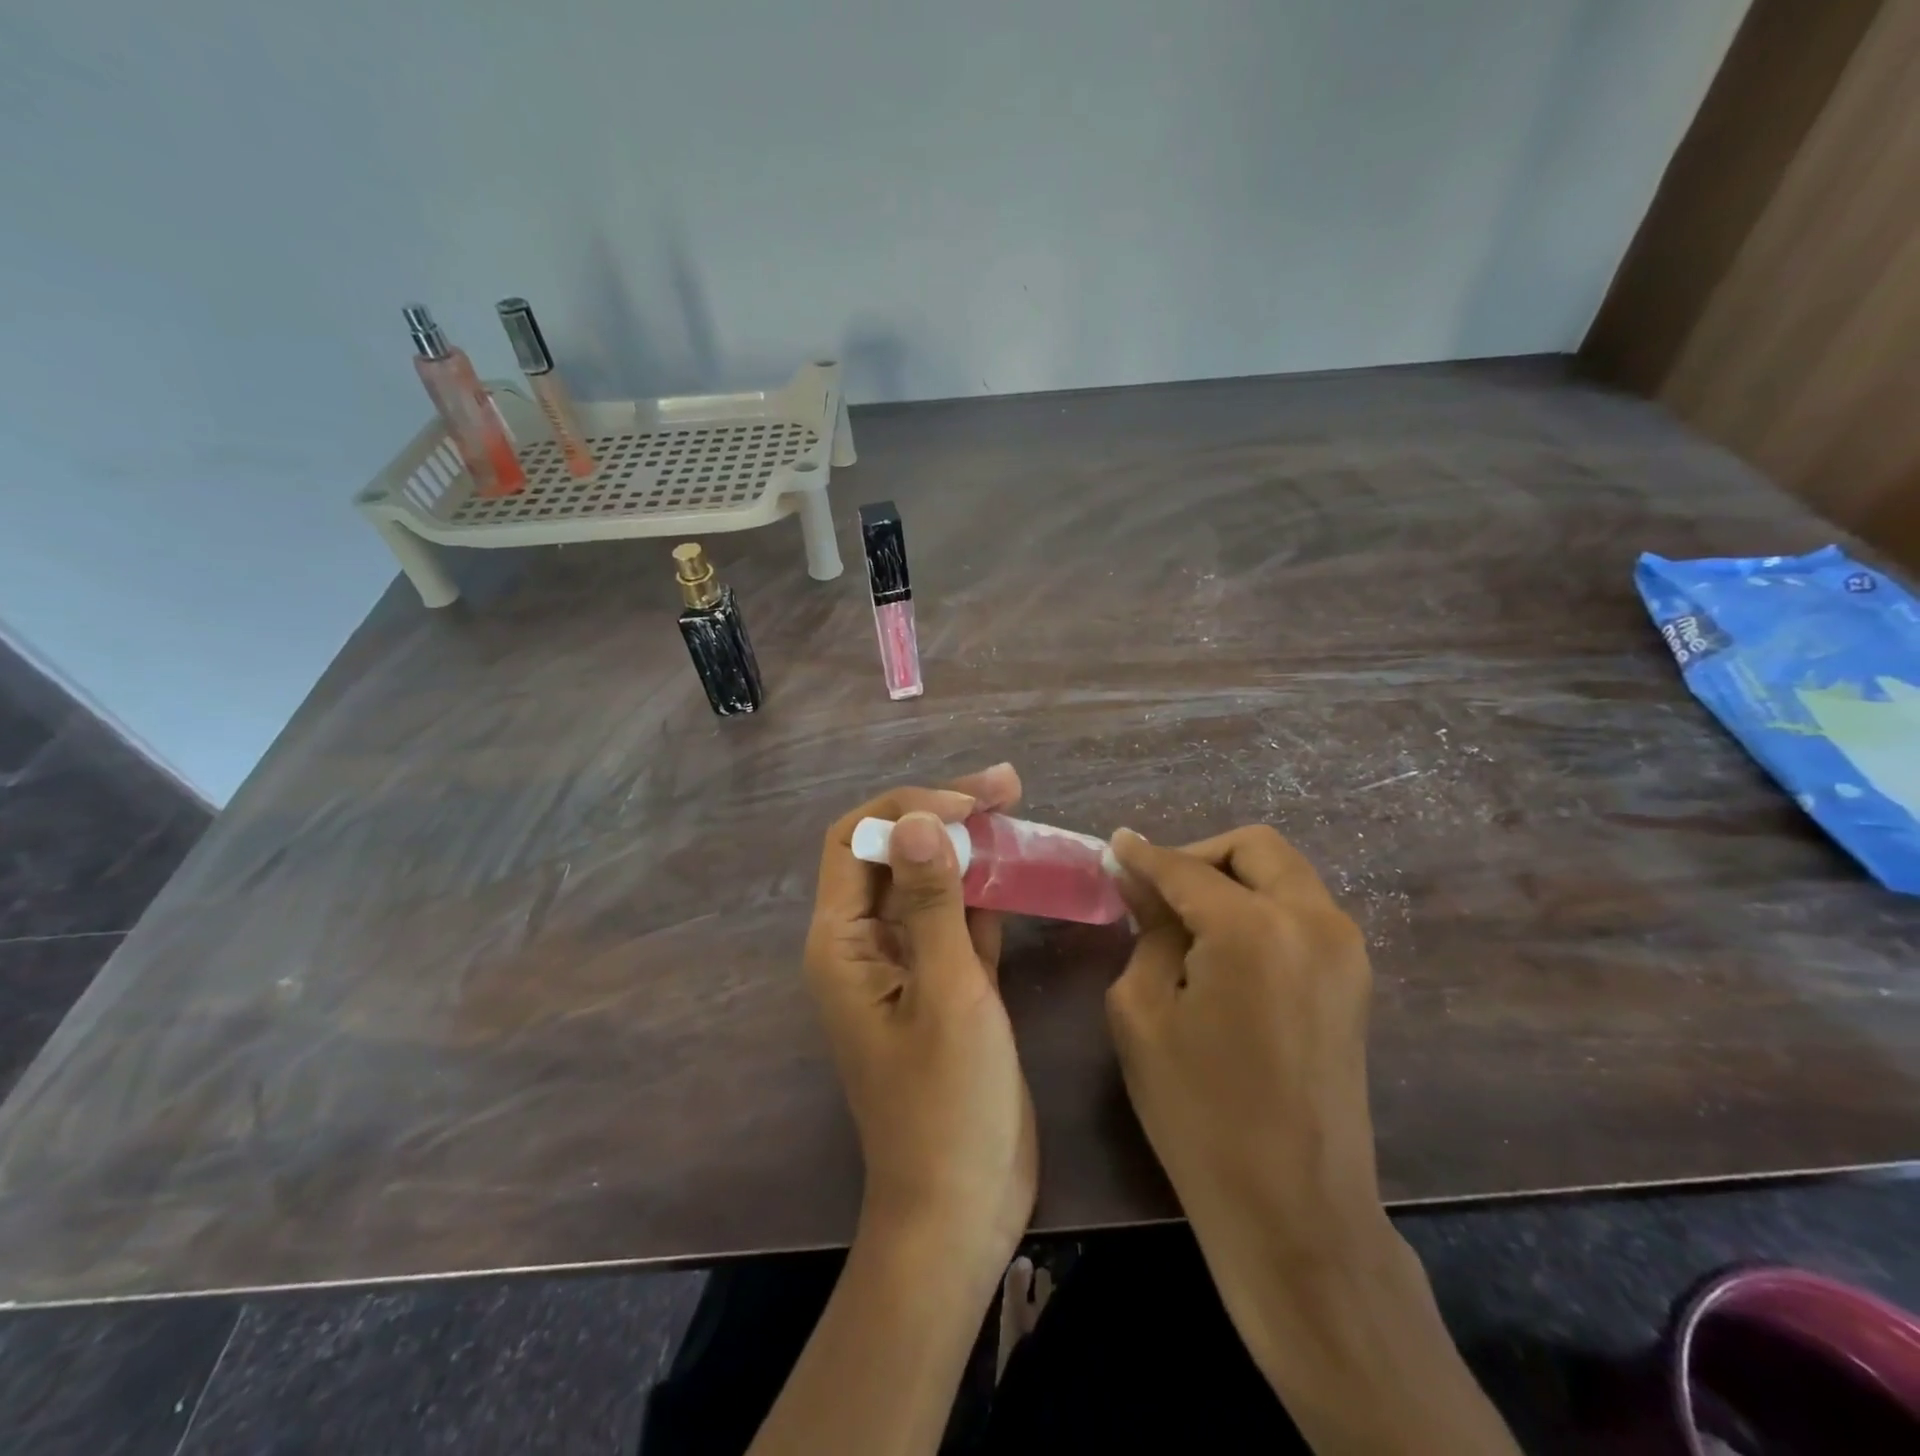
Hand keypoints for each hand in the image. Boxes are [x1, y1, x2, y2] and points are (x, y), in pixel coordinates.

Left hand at [804, 764, 1036, 1282]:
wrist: (960, 1210)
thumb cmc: (947, 1107)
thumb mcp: (947, 995)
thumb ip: (931, 904)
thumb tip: (916, 819)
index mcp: (843, 943)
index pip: (858, 840)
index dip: (908, 807)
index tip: (970, 806)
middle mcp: (866, 944)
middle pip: (895, 852)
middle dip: (944, 813)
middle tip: (1008, 787)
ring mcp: (906, 964)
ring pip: (929, 882)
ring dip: (969, 847)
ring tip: (1019, 812)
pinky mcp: (943, 984)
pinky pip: (956, 919)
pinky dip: (985, 891)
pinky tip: (1021, 868)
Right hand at [1107, 826, 1523, 1455]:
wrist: (1294, 1209)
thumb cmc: (1198, 1112)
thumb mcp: (1142, 1012)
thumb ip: (1147, 931)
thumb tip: (1141, 880)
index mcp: (1253, 928)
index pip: (1185, 868)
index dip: (1143, 855)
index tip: (1113, 847)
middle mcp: (1312, 920)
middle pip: (1253, 847)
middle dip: (1198, 855)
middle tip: (1156, 887)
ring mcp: (1344, 948)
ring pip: (1283, 873)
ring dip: (1232, 877)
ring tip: (1186, 917)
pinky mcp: (1354, 977)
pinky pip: (1301, 909)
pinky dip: (1259, 905)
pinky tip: (1223, 944)